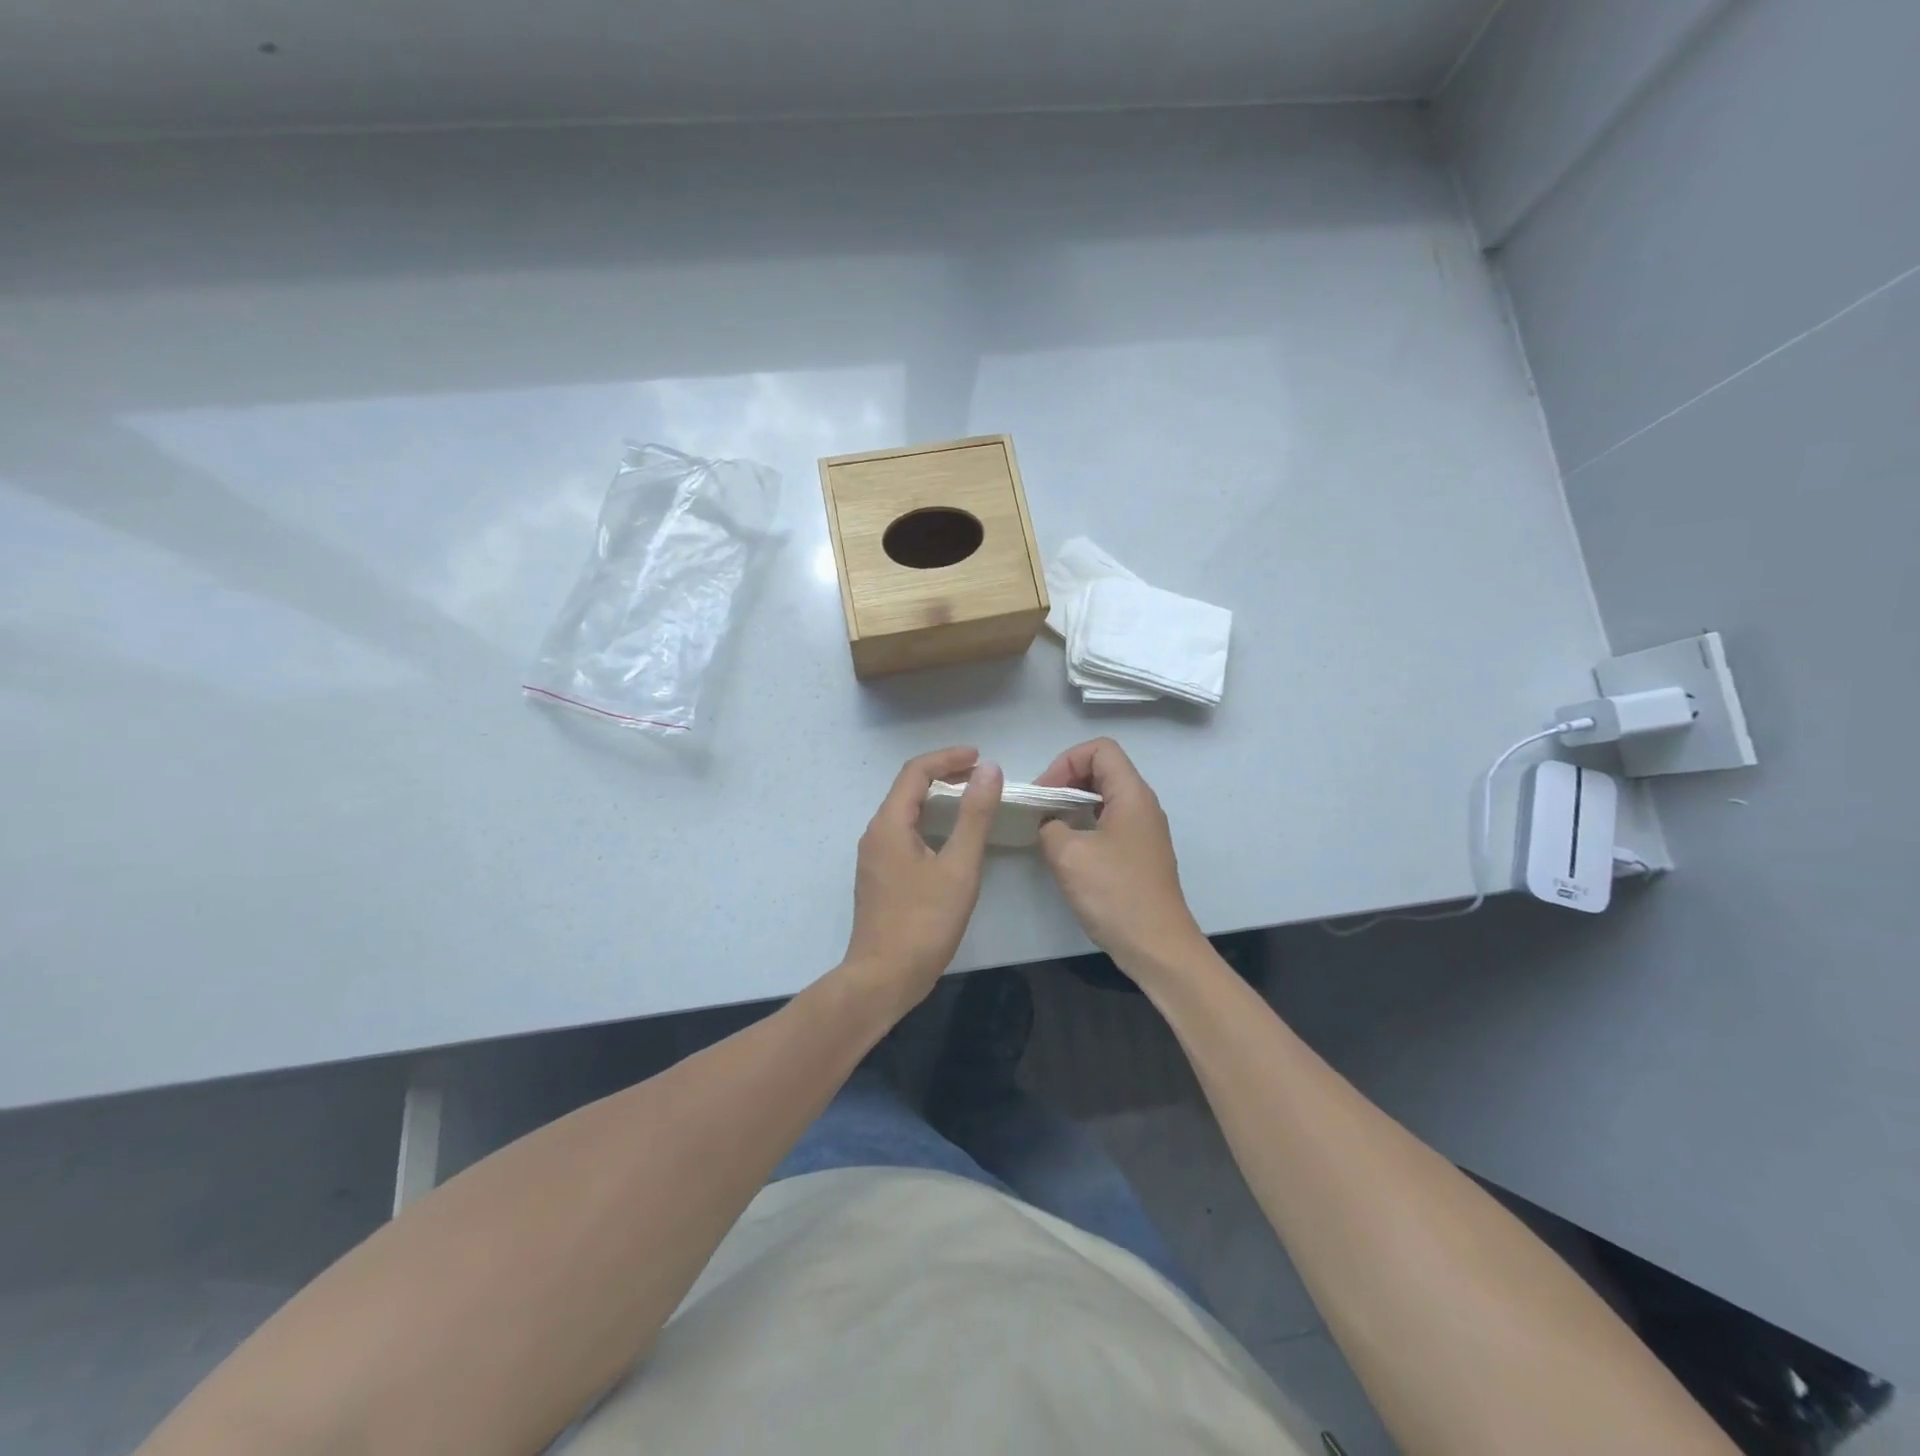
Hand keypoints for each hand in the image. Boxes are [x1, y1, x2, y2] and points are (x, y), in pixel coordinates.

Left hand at [841, 747, 1003, 1016]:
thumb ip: (975, 815)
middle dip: (943, 774)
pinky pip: (904, 833)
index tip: (980, 756)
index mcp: (889, 825)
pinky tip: (950, 837)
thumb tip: (989, 770)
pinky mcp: (880, 877)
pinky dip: (929, 821)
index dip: (948, 758)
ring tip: (970, 797)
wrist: (883, 978)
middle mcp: (875, 834)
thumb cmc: (924, 922)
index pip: (915, 772)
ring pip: (905, 812)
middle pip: (907, 789)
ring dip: (936, 798)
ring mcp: (874, 857)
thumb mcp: (959, 867)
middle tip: (980, 774)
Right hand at [1035, 738, 1204, 975]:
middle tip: (1040, 807)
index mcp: (1132, 795)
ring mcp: (1144, 830)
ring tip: (1048, 826)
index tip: (1044, 792)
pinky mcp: (1140, 853)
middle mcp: (1143, 805)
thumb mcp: (1068, 855)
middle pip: (1103, 769)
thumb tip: (1049, 824)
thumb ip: (1049, 826)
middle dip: (1066, 780)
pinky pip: (1110, 821)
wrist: (1157, 946)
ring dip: (1073, 803)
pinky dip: (1085, 823)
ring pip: (1105, 797)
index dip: (1066, 761)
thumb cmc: (1115, 894)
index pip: (1100, 750)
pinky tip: (1067, 849)